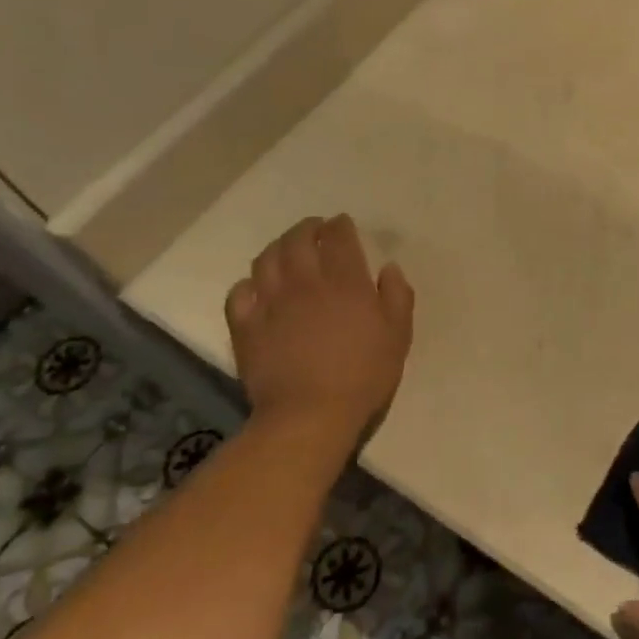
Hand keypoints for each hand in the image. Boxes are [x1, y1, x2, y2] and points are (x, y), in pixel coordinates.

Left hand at [224, 215, 414, 449]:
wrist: (310, 414)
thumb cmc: (363, 374)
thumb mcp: (398, 335)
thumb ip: (397, 295)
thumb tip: (389, 268)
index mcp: (345, 281)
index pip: (339, 237)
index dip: (340, 226)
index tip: (343, 224)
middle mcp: (305, 282)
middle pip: (298, 240)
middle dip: (308, 228)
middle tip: (315, 229)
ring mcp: (271, 302)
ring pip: (266, 259)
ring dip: (278, 247)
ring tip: (286, 250)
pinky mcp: (246, 326)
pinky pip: (239, 293)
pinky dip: (249, 283)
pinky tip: (257, 288)